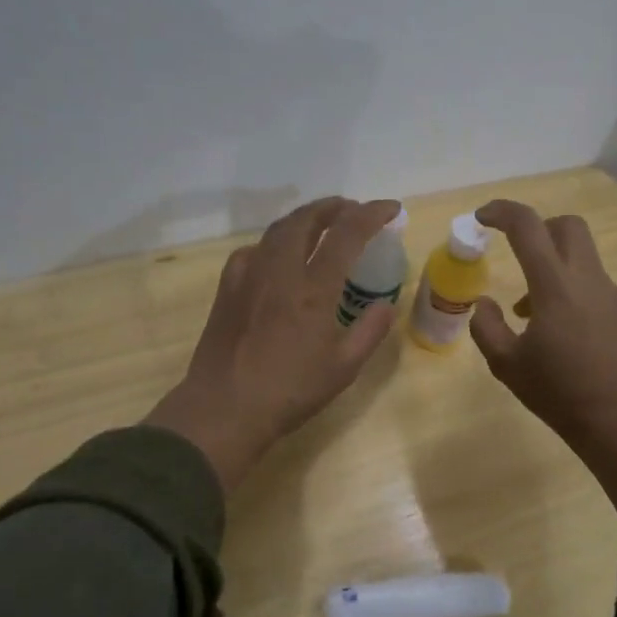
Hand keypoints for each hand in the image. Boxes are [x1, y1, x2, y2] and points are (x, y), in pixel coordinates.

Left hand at [145, 197, 399, 489]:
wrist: (224, 409)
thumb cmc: (290, 391)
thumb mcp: (343, 368)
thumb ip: (370, 332)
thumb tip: (386, 305)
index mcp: (313, 288)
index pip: (347, 234)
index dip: (372, 214)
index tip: (392, 209)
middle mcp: (280, 271)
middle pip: (306, 219)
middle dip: (334, 207)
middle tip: (352, 209)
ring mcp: (249, 276)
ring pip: (278, 230)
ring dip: (304, 218)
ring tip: (321, 223)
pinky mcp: (228, 288)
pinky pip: (254, 250)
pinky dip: (274, 242)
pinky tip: (278, 256)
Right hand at [471, 200, 616, 514]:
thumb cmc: (557, 391)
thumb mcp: (506, 364)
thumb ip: (486, 326)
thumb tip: (484, 304)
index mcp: (555, 286)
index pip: (528, 226)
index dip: (502, 212)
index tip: (482, 218)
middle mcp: (586, 279)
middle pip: (567, 225)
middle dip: (538, 228)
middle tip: (517, 254)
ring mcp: (610, 293)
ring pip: (582, 253)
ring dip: (553, 262)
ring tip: (529, 309)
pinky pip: (592, 280)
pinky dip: (570, 285)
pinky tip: (558, 326)